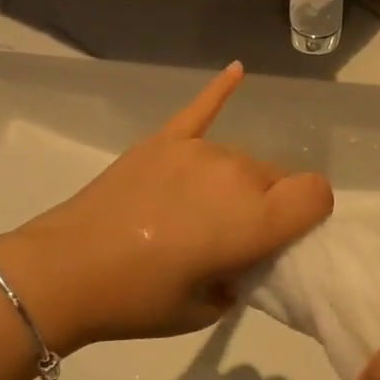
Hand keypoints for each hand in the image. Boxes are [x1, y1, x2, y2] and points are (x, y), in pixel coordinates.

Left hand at [0, 63, 333, 350]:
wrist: (64, 271)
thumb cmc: (138, 300)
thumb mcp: (206, 309)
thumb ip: (241, 277)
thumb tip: (242, 258)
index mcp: (254, 219)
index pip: (315, 194)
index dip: (312, 214)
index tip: (290, 234)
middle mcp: (236, 174)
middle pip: (278, 177)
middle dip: (270, 204)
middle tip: (233, 237)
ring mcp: (198, 151)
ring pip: (243, 158)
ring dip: (237, 182)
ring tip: (199, 211)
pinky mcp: (165, 140)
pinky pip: (201, 109)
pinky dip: (220, 90)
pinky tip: (237, 69)